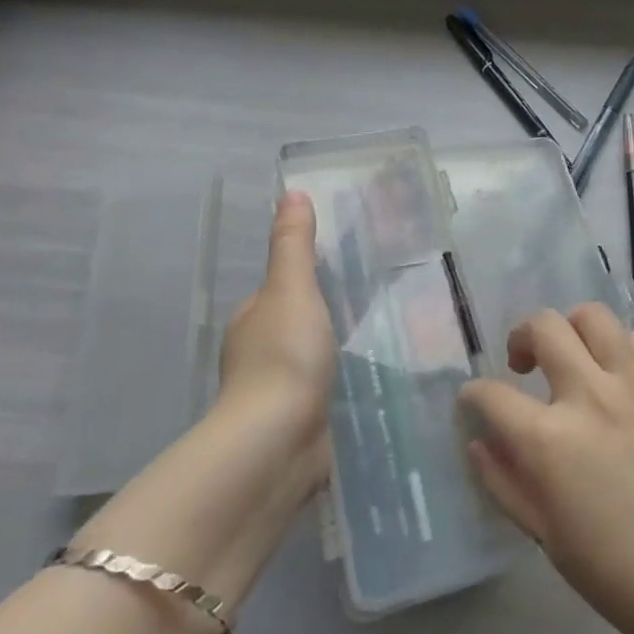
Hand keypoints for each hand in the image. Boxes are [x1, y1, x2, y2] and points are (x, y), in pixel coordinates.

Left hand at [69, 193, 337, 606]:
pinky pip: (324, 395)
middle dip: (325, 318)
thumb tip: (291, 192)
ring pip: (310, 363)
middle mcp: (258, 355)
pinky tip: (370, 383)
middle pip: (295, 327)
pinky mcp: (298, 426)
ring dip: (333, 354)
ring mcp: (277, 395)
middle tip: (375, 304)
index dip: (308, 280)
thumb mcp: (292, 289)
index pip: (281, 293)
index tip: (346, 271)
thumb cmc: (284, 355)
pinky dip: (340, 386)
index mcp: (252, 320)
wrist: (278, 441)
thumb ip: (294, 245)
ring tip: (381, 340)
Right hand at [459, 304, 633, 633]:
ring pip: (594, 317)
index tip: (475, 401)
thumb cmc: (620, 572)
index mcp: (550, 440)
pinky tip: (617, 375)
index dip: (473, 395)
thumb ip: (505, 483)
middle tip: (522, 365)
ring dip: (571, 328)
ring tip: (572, 356)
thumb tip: (478, 443)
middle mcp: (590, 396)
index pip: (492, 395)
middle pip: (543, 327)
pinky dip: (618, 347)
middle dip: (520, 337)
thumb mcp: (547, 536)